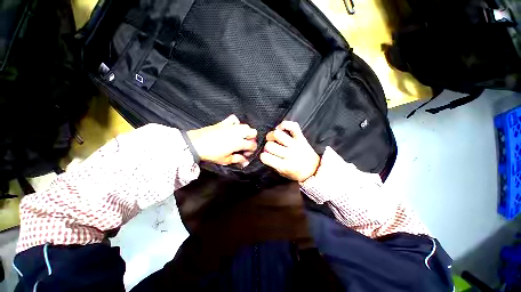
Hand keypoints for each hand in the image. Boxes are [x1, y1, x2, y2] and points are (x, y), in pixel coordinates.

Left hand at [187, 115, 257, 166]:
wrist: (196, 143)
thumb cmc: (212, 153)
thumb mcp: (226, 160)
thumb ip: (238, 160)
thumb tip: (246, 162)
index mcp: (239, 142)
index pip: (252, 145)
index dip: (252, 150)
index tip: (246, 154)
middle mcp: (238, 133)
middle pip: (253, 132)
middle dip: (251, 139)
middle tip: (244, 145)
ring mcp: (231, 126)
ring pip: (246, 125)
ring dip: (246, 132)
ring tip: (240, 137)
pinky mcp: (224, 123)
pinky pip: (234, 119)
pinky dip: (236, 123)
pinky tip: (233, 128)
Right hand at [260, 121, 319, 181]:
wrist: (314, 169)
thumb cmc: (296, 173)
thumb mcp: (282, 173)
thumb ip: (272, 164)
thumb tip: (264, 152)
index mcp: (285, 166)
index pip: (266, 157)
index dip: (263, 156)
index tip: (265, 156)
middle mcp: (290, 154)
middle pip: (270, 145)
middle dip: (267, 147)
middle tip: (270, 148)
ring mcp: (296, 145)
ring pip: (277, 135)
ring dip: (271, 135)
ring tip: (272, 138)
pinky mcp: (301, 138)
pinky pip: (292, 126)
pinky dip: (284, 125)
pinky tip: (280, 129)